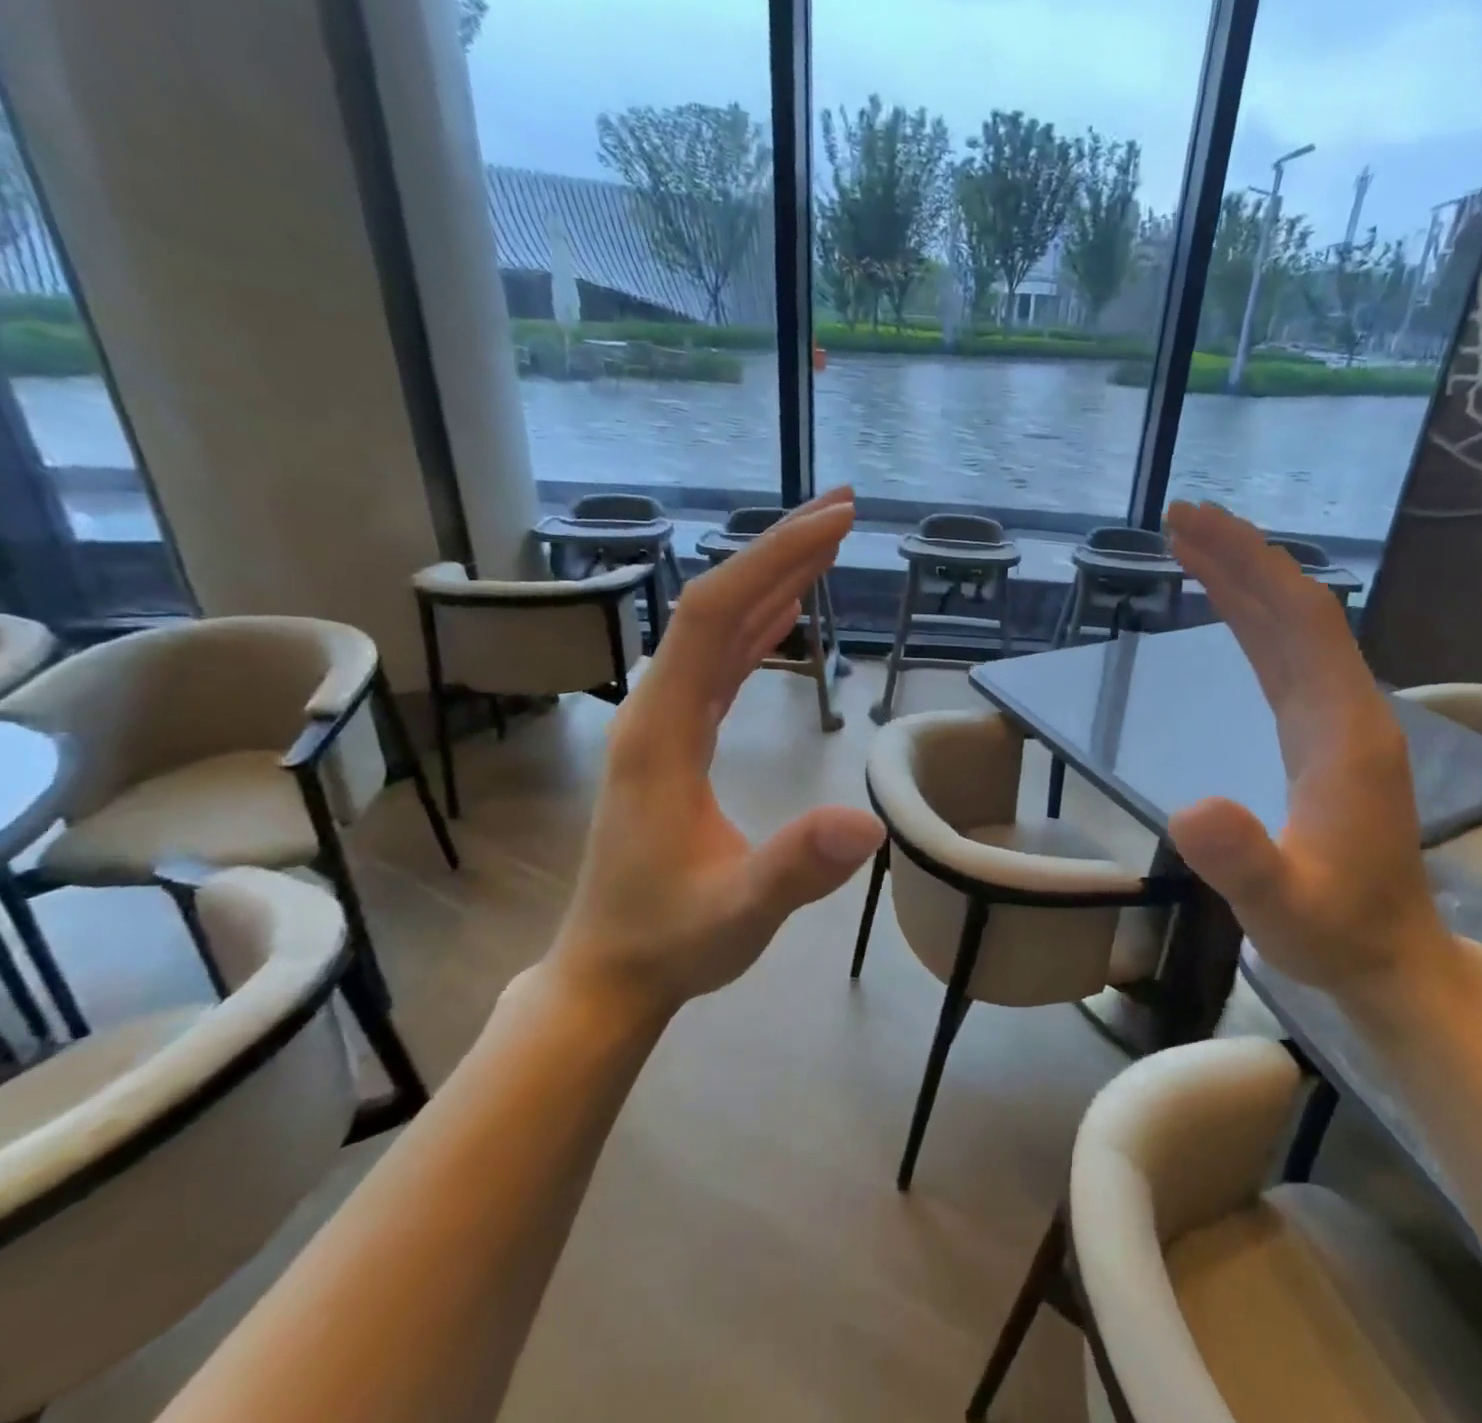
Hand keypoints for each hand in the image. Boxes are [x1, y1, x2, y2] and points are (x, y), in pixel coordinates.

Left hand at [552, 489, 885, 1010]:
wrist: (611, 972)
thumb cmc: (670, 940)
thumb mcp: (739, 912)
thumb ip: (795, 868)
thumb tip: (870, 824)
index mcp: (661, 731)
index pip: (714, 617)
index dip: (773, 561)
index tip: (833, 523)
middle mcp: (657, 709)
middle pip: (715, 605)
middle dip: (777, 551)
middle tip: (842, 510)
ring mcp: (666, 722)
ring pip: (717, 629)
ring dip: (771, 580)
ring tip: (826, 544)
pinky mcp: (679, 739)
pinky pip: (720, 663)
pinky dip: (758, 626)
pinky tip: (787, 612)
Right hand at [1164, 501, 1455, 1003]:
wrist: (1388, 958)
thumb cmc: (1334, 931)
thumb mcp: (1280, 907)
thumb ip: (1242, 861)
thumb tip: (1188, 808)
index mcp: (1344, 730)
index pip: (1299, 622)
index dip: (1248, 565)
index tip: (1194, 524)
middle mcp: (1347, 709)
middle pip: (1296, 610)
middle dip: (1240, 557)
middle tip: (1179, 516)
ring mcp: (1337, 721)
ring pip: (1291, 630)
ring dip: (1244, 582)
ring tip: (1191, 547)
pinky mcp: (1321, 736)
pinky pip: (1285, 659)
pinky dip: (1250, 622)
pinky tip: (1226, 611)